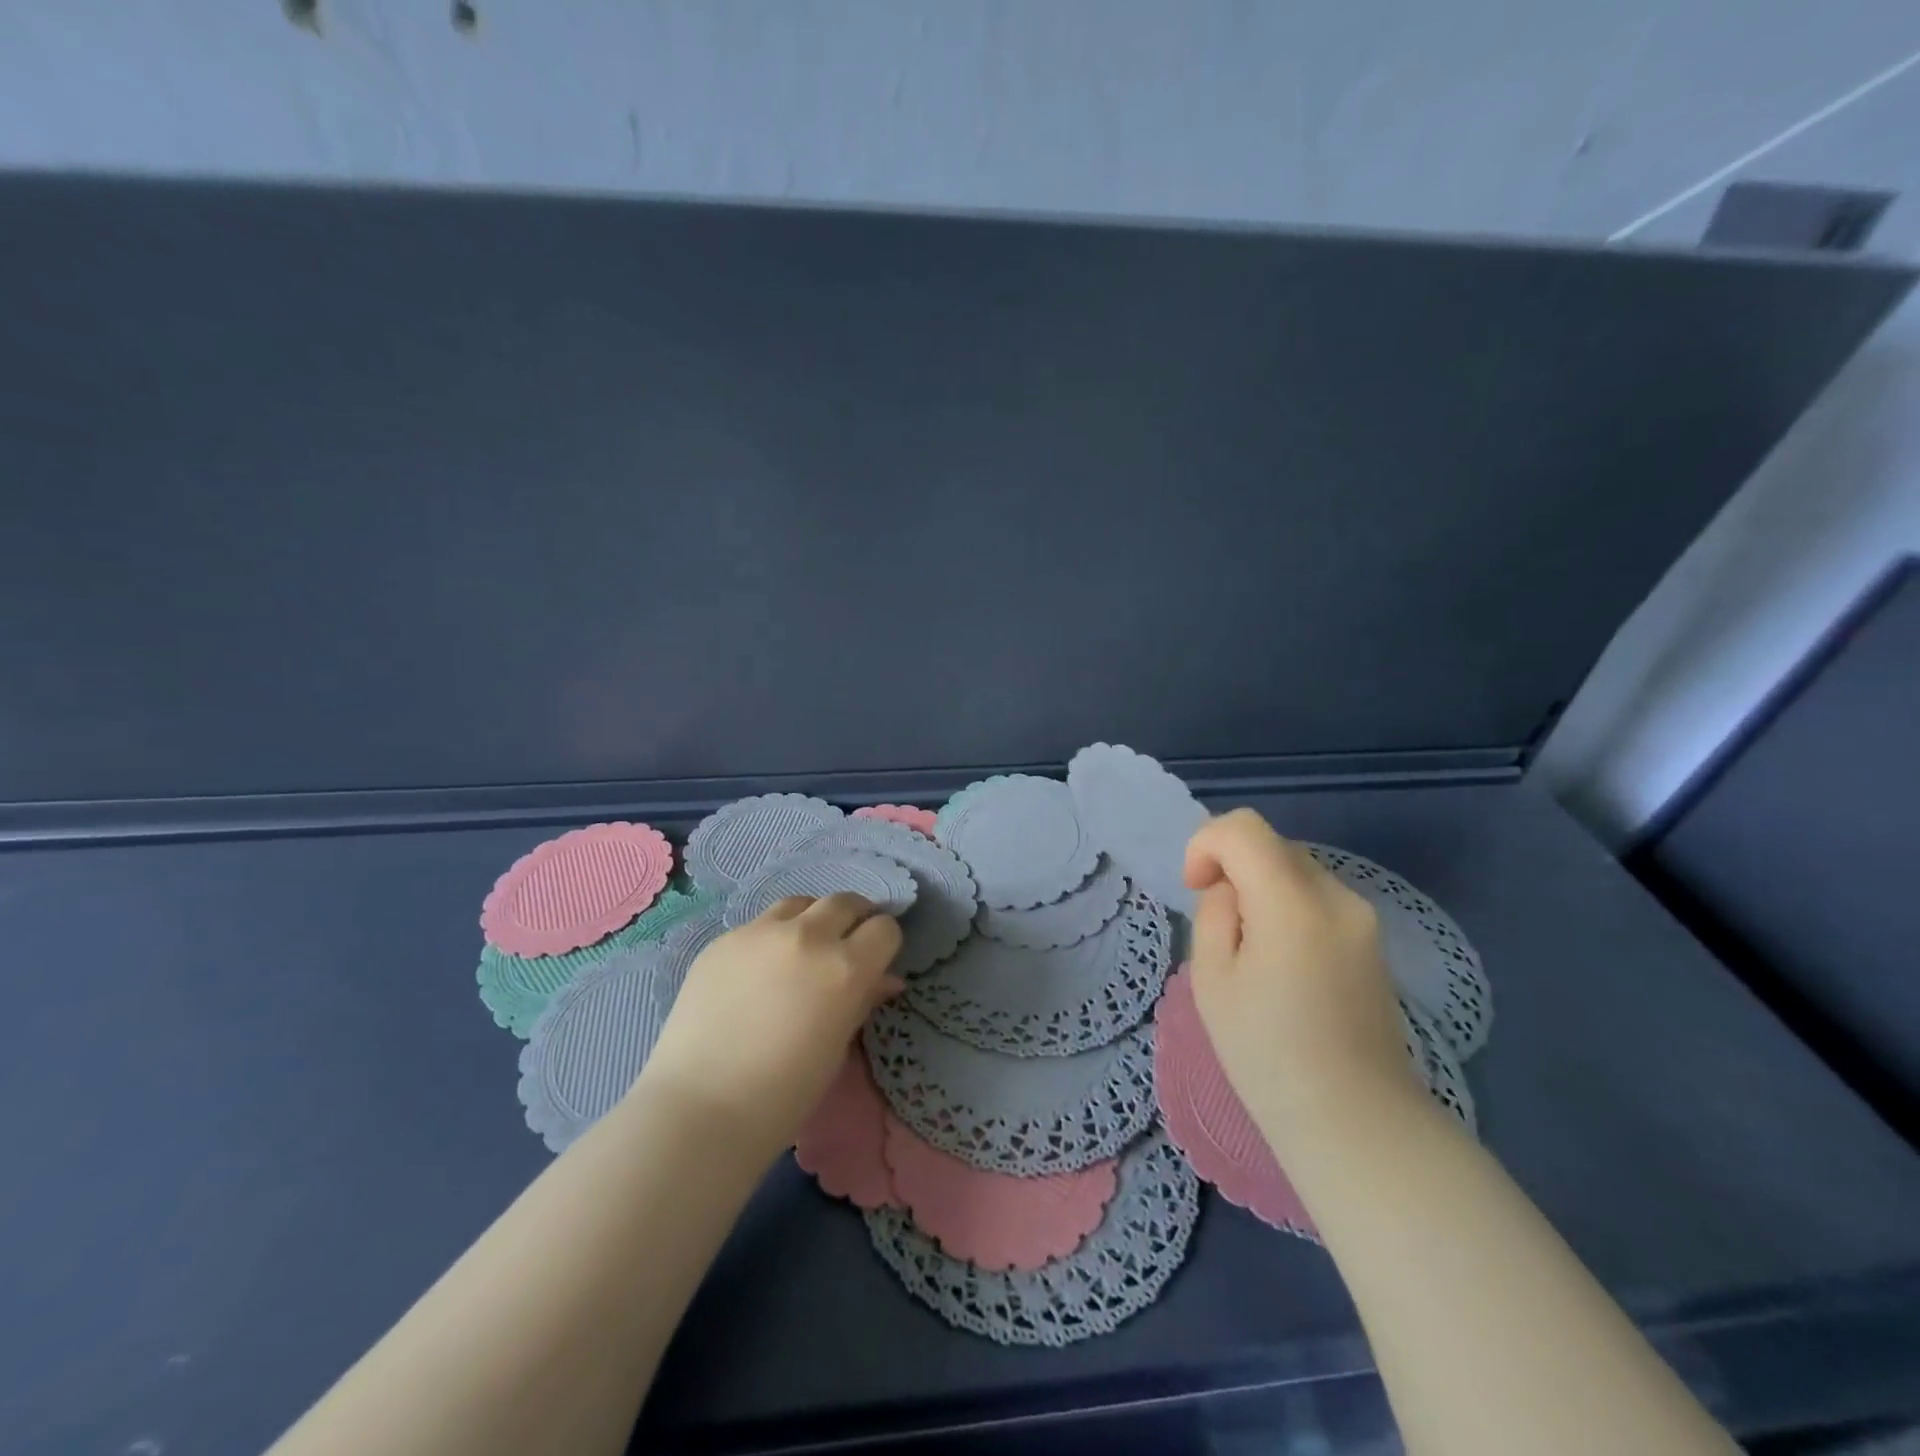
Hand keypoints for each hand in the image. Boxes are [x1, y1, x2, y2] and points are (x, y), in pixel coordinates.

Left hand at [634, 894, 903, 1159]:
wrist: (700, 1108)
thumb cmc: (783, 1094)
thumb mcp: (836, 1048)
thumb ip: (862, 1001)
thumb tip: (883, 980)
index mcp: (846, 967)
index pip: (884, 929)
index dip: (883, 944)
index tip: (876, 961)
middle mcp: (808, 936)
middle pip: (845, 902)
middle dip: (854, 919)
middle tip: (847, 945)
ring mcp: (761, 932)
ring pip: (801, 903)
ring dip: (813, 919)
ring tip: (804, 948)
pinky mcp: (725, 939)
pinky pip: (761, 924)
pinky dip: (773, 936)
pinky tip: (759, 970)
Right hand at [1183, 809, 1419, 1150]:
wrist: (1354, 1122)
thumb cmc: (1267, 1054)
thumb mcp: (1212, 978)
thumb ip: (1215, 914)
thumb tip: (1232, 891)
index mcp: (1293, 902)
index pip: (1243, 828)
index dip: (1206, 845)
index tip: (1196, 890)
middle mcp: (1337, 896)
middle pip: (1271, 845)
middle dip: (1233, 868)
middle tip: (1221, 930)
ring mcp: (1363, 919)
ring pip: (1295, 870)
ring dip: (1260, 888)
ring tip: (1251, 953)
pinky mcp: (1373, 941)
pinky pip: (1317, 899)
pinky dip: (1287, 908)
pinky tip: (1283, 965)